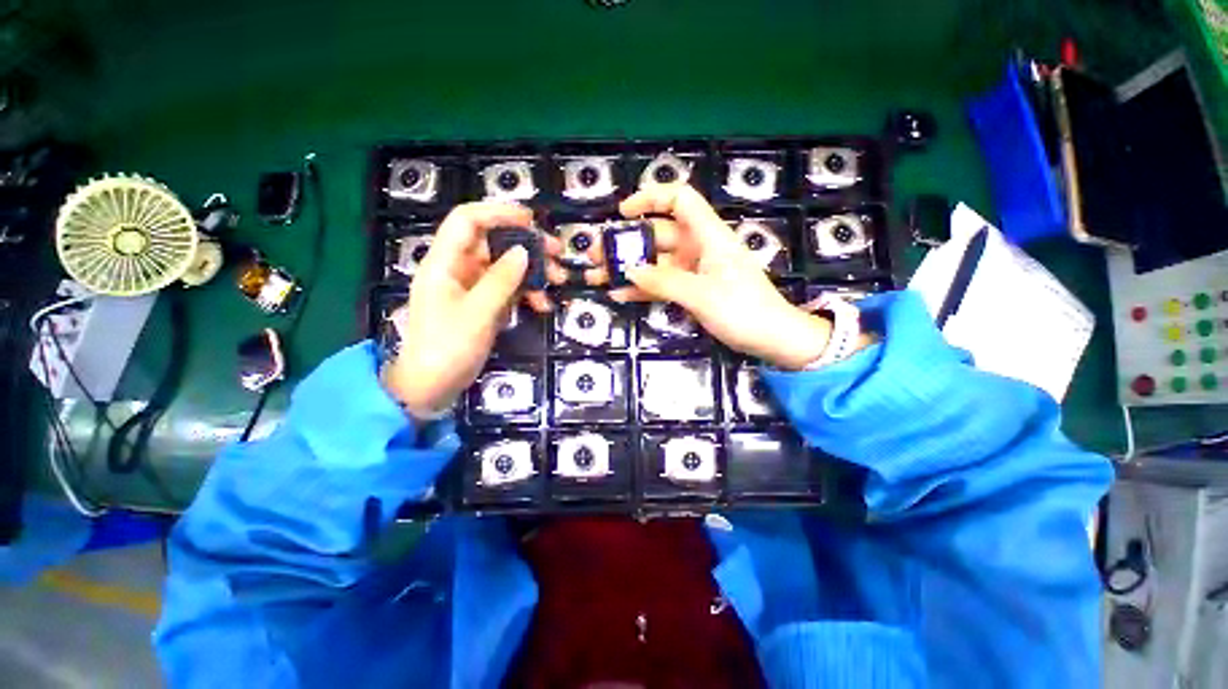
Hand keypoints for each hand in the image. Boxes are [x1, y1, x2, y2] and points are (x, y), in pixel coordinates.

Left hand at [382, 202, 562, 416]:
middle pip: (493, 243)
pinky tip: (543, 305)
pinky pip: (508, 289)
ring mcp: (472, 288)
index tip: (532, 220)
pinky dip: (526, 293)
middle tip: (557, 253)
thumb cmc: (447, 348)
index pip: (468, 221)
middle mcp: (458, 269)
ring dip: (532, 272)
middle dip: (526, 245)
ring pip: (505, 267)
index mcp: (444, 263)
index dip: (498, 213)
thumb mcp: (478, 313)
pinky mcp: (483, 305)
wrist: (432, 387)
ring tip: (558, 282)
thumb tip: (524, 251)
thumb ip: (501, 280)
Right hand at [586, 186, 832, 369]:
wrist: (772, 339)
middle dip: (626, 242)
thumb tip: (629, 270)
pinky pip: (662, 284)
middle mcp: (699, 248)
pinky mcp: (692, 290)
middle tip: (593, 254)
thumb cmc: (743, 310)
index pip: (680, 200)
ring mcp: (694, 271)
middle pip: (658, 234)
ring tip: (596, 275)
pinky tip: (619, 294)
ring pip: (655, 262)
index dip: (651, 198)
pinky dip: (642, 288)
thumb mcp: (701, 295)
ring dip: (628, 268)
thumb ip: (664, 281)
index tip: (622, 213)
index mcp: (708, 236)